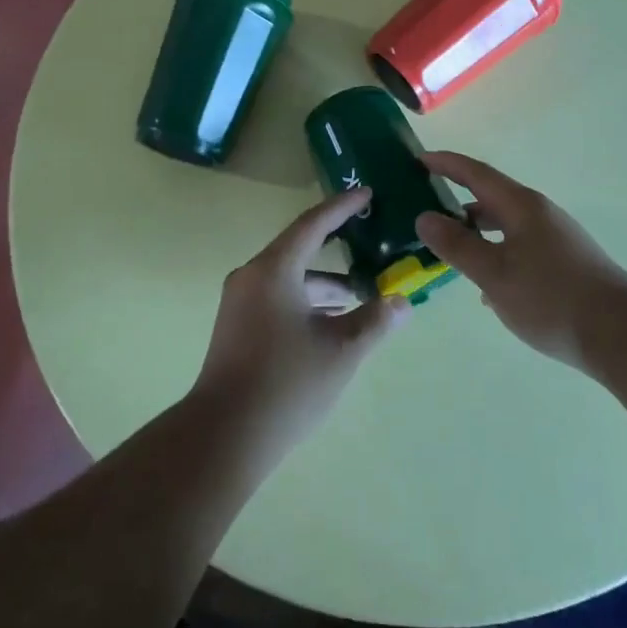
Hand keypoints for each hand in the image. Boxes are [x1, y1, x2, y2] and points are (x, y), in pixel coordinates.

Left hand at [194, 186, 407, 458]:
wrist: (224, 435)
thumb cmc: (287, 383)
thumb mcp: (341, 351)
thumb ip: (375, 320)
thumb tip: (402, 303)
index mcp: (274, 270)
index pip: (313, 224)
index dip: (342, 207)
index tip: (367, 193)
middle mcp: (252, 276)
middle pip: (300, 249)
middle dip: (337, 247)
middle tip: (371, 240)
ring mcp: (240, 302)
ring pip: (290, 278)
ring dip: (325, 284)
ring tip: (363, 296)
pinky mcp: (237, 326)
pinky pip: (278, 297)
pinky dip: (307, 301)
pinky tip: (332, 323)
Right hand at [416, 150, 626, 371]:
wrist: (622, 336)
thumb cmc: (551, 298)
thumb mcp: (493, 273)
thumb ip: (456, 245)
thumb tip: (424, 217)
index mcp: (520, 206)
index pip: (475, 173)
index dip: (445, 164)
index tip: (418, 160)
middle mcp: (539, 214)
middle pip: (490, 198)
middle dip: (456, 201)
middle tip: (424, 211)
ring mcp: (555, 239)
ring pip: (505, 226)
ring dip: (476, 233)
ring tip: (450, 252)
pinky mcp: (565, 264)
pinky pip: (519, 248)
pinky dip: (496, 255)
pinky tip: (487, 290)